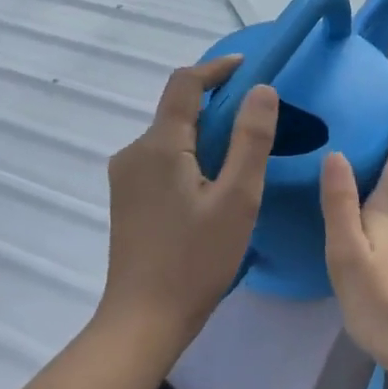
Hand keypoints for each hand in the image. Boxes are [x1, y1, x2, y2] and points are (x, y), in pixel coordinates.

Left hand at [100, 54, 278, 352]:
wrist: (143, 320)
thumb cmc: (196, 260)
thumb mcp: (237, 199)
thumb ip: (251, 139)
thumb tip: (262, 89)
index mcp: (159, 145)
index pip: (185, 84)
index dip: (217, 69)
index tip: (249, 68)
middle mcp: (134, 152)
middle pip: (177, 110)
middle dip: (216, 106)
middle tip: (256, 122)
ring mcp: (126, 177)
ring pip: (171, 137)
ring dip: (204, 135)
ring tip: (241, 160)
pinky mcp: (127, 198)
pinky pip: (162, 160)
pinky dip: (190, 157)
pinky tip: (212, 187)